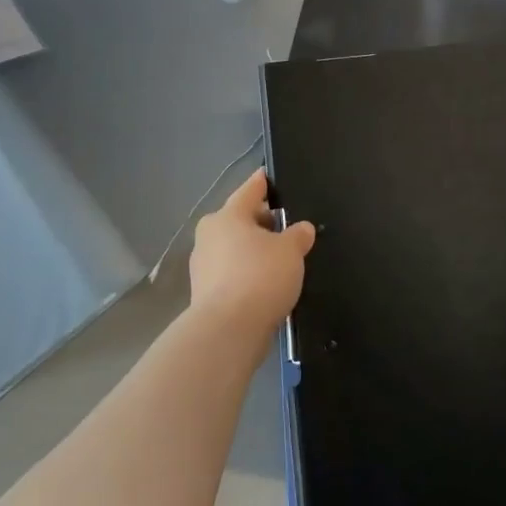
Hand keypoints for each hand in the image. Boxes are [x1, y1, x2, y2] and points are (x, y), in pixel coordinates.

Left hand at [189, 169, 315, 332]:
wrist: (228, 330)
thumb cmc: (260, 277)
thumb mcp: (291, 251)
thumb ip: (298, 235)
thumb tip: (301, 229)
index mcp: (228, 216)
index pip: (250, 190)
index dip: (264, 183)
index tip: (271, 176)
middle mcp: (209, 235)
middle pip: (241, 220)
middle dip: (263, 222)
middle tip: (288, 226)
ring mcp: (203, 266)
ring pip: (235, 248)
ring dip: (255, 250)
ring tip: (281, 259)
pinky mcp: (206, 293)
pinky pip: (232, 273)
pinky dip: (248, 273)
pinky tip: (267, 283)